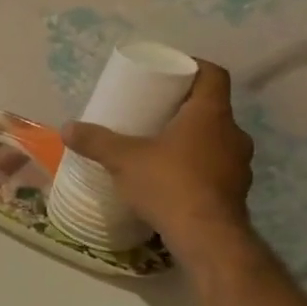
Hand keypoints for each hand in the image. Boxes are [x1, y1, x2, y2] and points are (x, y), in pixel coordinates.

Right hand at [62, 60, 254, 259]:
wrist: (206, 238)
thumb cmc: (169, 184)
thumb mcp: (123, 159)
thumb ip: (96, 141)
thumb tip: (67, 128)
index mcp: (210, 114)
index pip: (213, 74)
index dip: (194, 67)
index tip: (170, 72)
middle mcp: (233, 134)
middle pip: (212, 108)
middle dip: (184, 107)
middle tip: (155, 111)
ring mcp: (239, 165)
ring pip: (215, 139)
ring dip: (192, 139)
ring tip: (161, 146)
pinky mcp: (236, 192)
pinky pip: (216, 167)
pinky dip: (197, 167)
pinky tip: (173, 178)